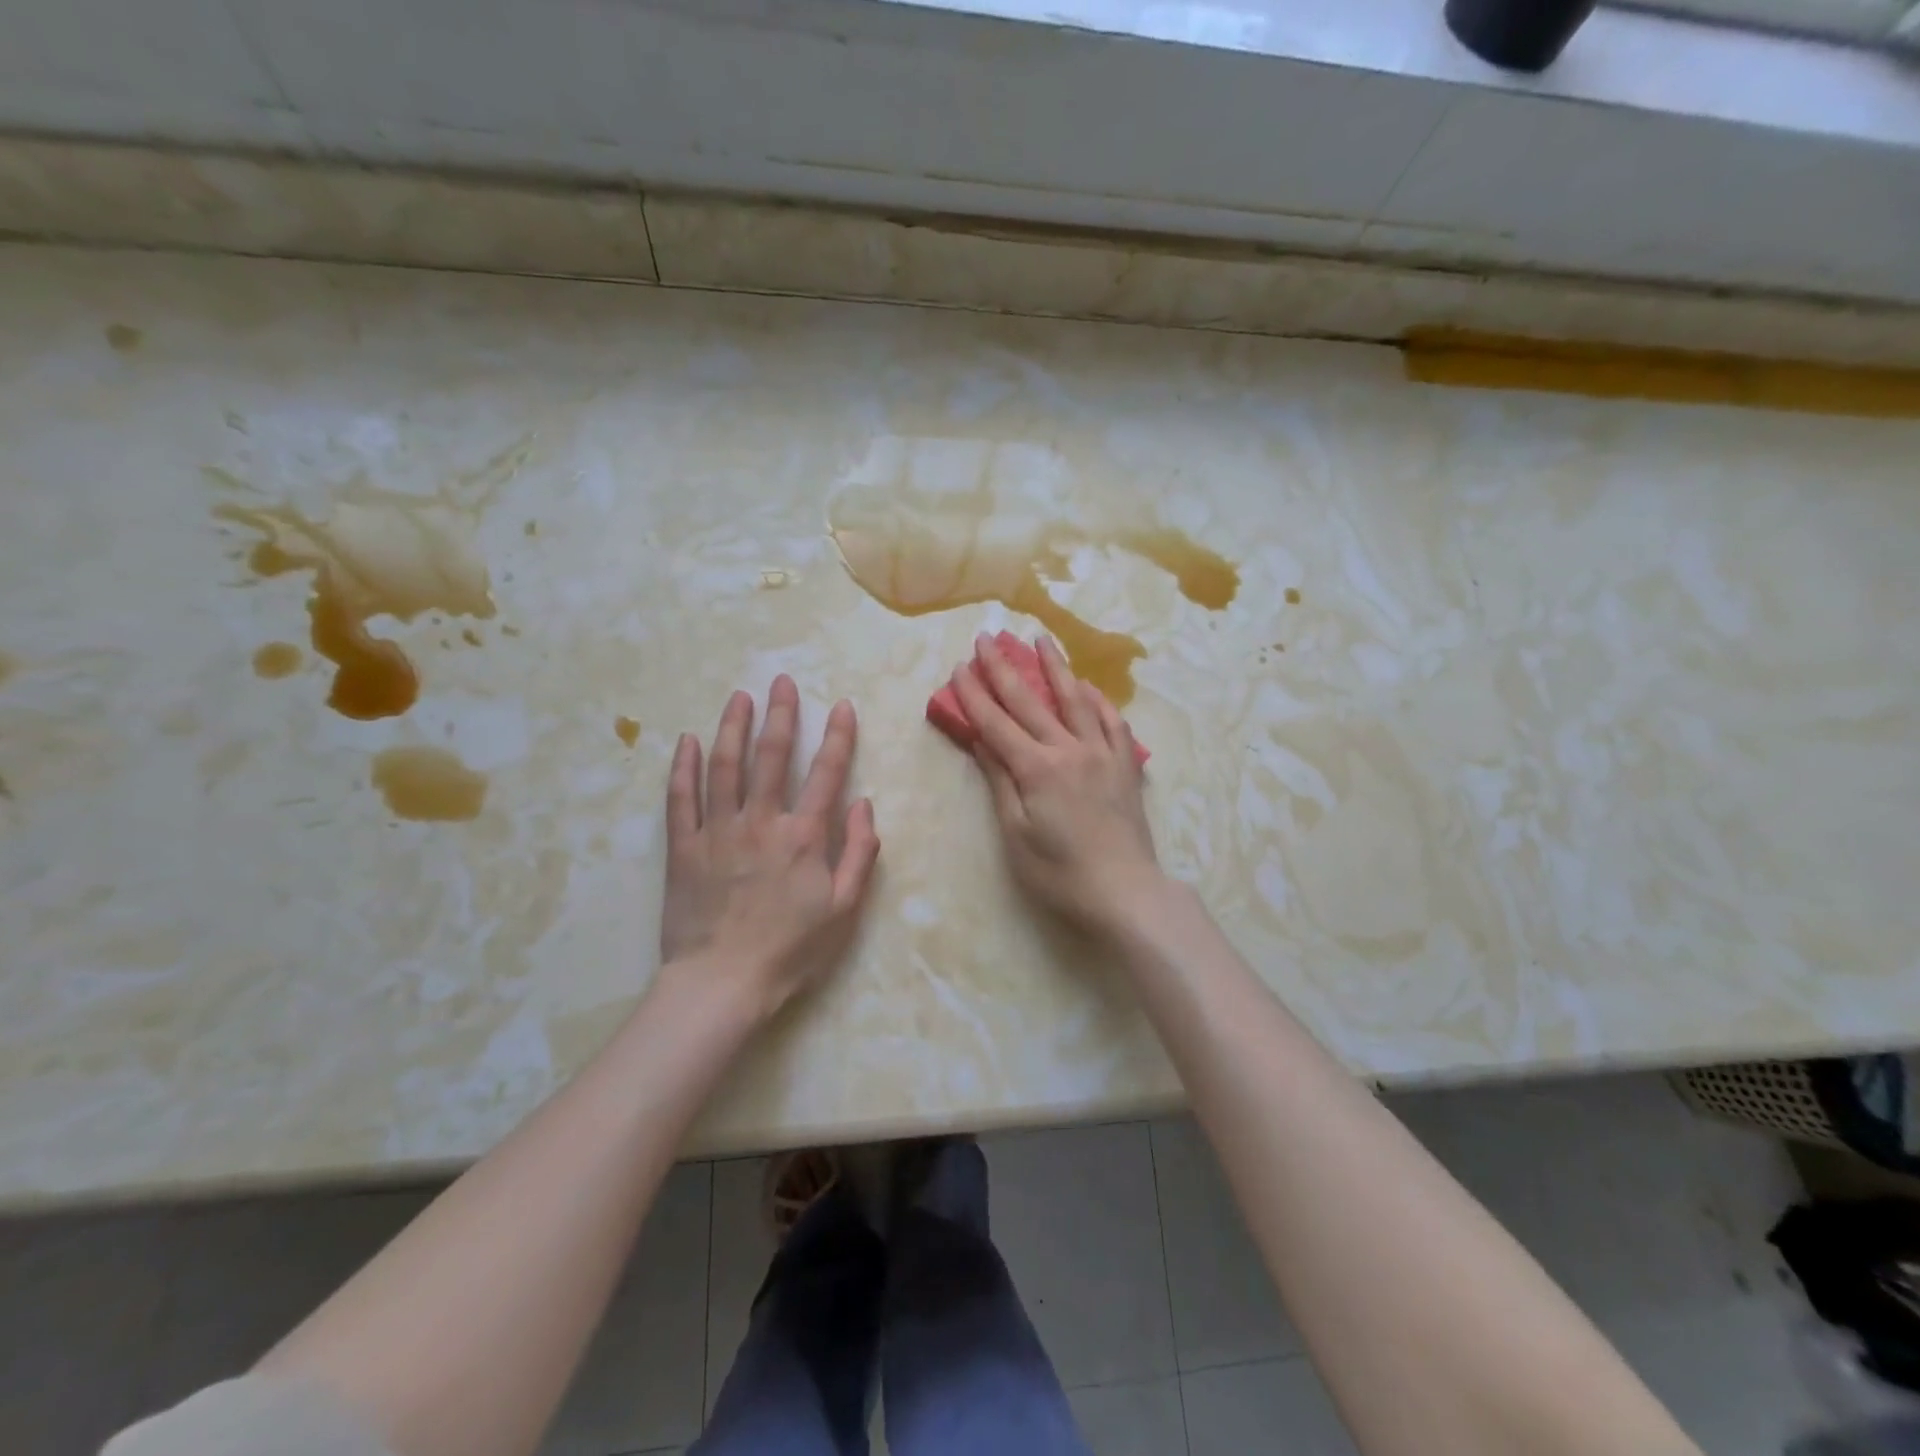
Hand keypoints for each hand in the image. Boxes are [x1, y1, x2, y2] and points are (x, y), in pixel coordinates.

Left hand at [660, 676, 880, 1018]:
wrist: (722, 984)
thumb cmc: (791, 950)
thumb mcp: (844, 909)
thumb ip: (860, 853)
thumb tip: (864, 805)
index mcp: (803, 836)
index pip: (826, 773)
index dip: (837, 736)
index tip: (840, 705)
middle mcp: (760, 822)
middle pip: (771, 757)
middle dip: (780, 715)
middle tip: (781, 681)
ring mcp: (717, 831)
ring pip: (724, 766)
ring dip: (732, 727)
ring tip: (738, 696)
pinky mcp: (683, 847)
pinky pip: (681, 799)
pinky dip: (684, 767)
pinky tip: (688, 741)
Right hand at [952, 633, 1162, 934]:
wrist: (1126, 892)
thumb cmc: (1060, 872)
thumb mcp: (1016, 834)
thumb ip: (1000, 781)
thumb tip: (981, 740)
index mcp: (1037, 768)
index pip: (997, 722)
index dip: (975, 694)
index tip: (960, 666)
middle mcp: (1070, 749)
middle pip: (1031, 701)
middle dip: (1005, 667)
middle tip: (988, 637)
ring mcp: (1103, 754)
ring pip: (1076, 699)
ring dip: (1056, 667)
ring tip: (1042, 639)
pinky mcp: (1125, 766)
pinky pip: (1113, 721)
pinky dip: (1099, 700)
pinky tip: (1089, 688)